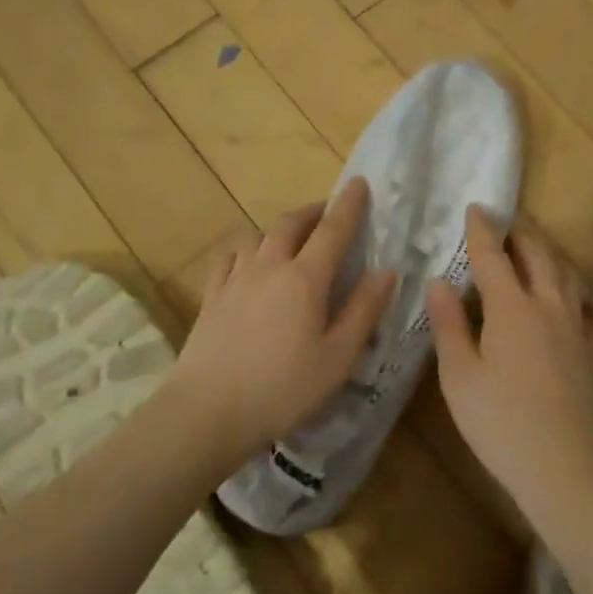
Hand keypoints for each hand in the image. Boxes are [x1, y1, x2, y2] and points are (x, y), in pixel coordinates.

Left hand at [169, 179, 395, 464]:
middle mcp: (268, 266)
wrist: (207, 411)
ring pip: (259, 236)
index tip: (359, 182)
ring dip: (281, 228)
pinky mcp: (212, 296)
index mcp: (304, 279)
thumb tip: (386, 270)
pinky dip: (248, 249)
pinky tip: (249, 260)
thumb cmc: (283, 389)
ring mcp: (235, 279)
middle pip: (291, 224)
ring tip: (293, 236)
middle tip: (329, 211)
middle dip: (314, 211)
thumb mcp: (338, 357)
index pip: (332, 230)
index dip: (349, 205)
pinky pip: (231, 257)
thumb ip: (364, 310)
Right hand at [425, 207, 592, 493]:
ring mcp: (579, 329)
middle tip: (506, 221)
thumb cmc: (498, 422)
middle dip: (520, 233)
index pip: (493, 256)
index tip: (476, 207)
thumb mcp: (458, 375)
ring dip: (551, 255)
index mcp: (511, 308)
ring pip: (569, 276)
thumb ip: (448, 324)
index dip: (482, 230)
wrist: (562, 468)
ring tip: (537, 249)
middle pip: (537, 256)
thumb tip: (440, 280)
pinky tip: (586, 301)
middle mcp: (549, 306)